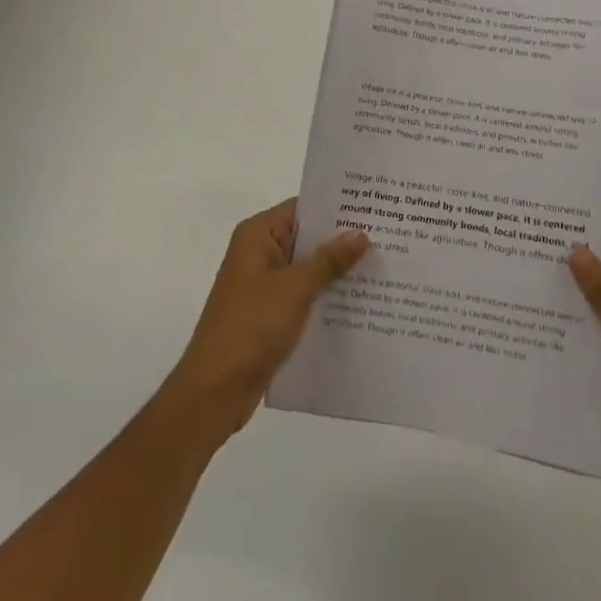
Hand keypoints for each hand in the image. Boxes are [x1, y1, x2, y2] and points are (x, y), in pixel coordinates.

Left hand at [160, 199, 367, 444]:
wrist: (214, 391)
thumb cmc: (252, 326)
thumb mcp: (296, 288)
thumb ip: (329, 259)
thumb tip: (360, 233)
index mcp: (257, 235)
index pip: (302, 209)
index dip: (336, 208)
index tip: (372, 208)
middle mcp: (258, 253)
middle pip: (306, 238)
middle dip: (341, 241)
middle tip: (385, 237)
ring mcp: (262, 285)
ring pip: (306, 269)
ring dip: (335, 272)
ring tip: (380, 268)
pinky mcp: (267, 314)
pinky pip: (302, 295)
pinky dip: (324, 297)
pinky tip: (358, 304)